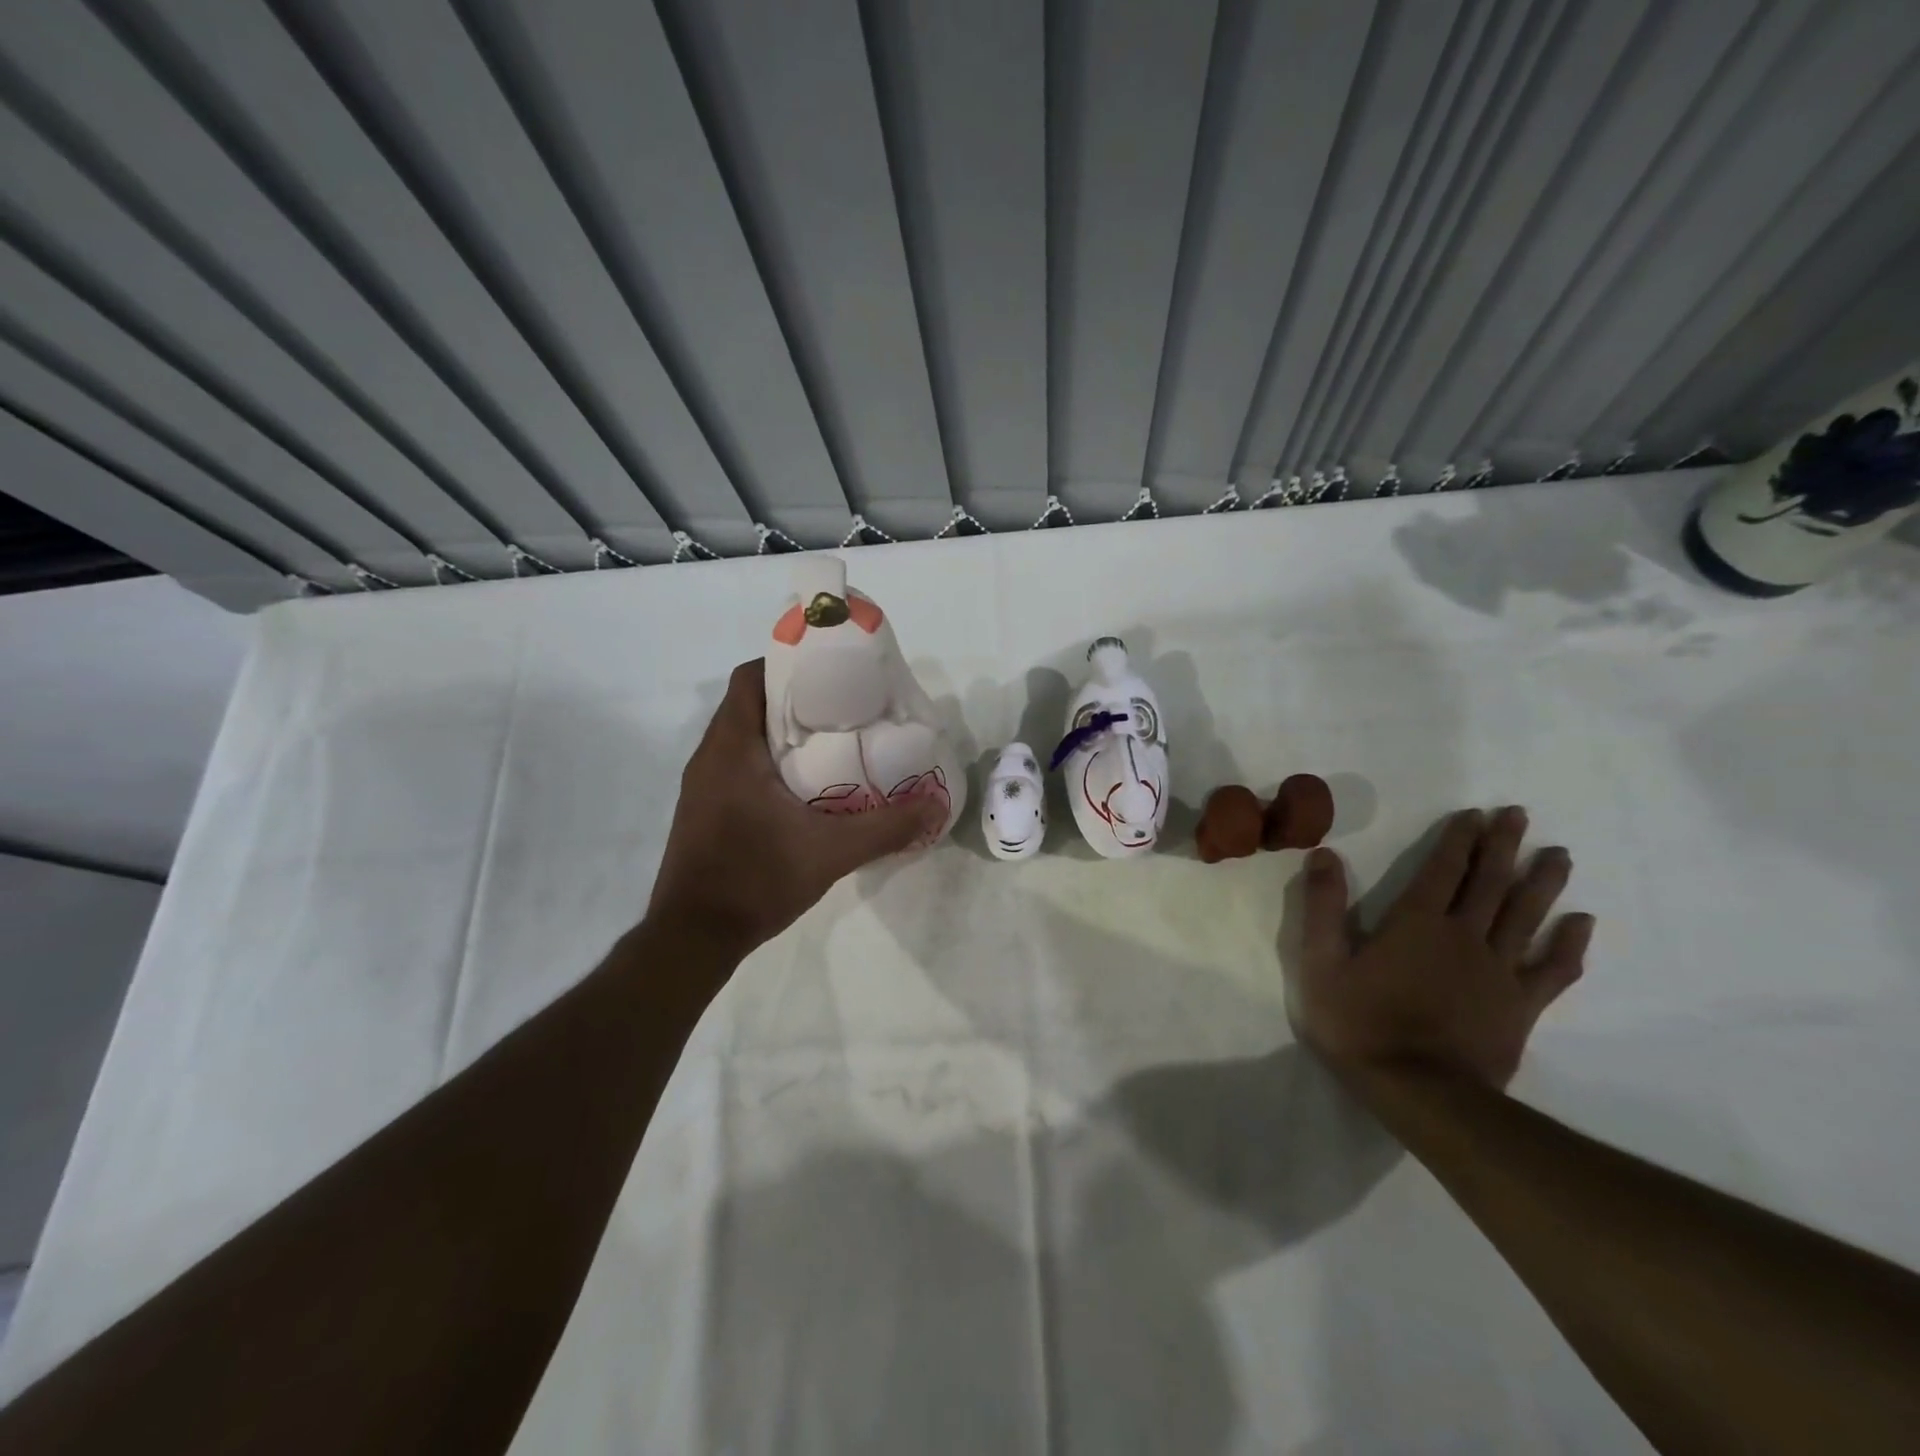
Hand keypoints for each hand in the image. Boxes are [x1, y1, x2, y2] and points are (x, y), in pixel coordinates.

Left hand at [646, 660, 943, 959]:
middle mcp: (710, 756)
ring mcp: (703, 785)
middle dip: (798, 699)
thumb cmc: (755, 880)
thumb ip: (887, 827)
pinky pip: (739, 765)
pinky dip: (771, 761)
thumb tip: (936, 804)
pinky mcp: (705, 809)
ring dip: (785, 733)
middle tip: (848, 709)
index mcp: (731, 748)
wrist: (693, 938)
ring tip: (836, 743)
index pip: (751, 677)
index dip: (789, 664)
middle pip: (751, 704)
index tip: (832, 674)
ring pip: (744, 736)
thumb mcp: (831, 852)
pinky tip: (808, 788)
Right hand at [1289, 807, 1592, 1088]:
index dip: (1458, 839)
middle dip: (1503, 846)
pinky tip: (1581, 923)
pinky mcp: (1520, 1006)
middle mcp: (1464, 936)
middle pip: (1490, 883)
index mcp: (1416, 923)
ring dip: (1542, 882)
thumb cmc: (1360, 1023)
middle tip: (1519, 815)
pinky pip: (1552, 969)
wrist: (1419, 1092)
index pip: (1442, 869)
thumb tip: (1324, 854)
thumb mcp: (1320, 963)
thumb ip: (1322, 907)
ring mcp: (1498, 971)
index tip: (1475, 813)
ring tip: (1559, 855)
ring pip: (1526, 916)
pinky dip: (1568, 944)